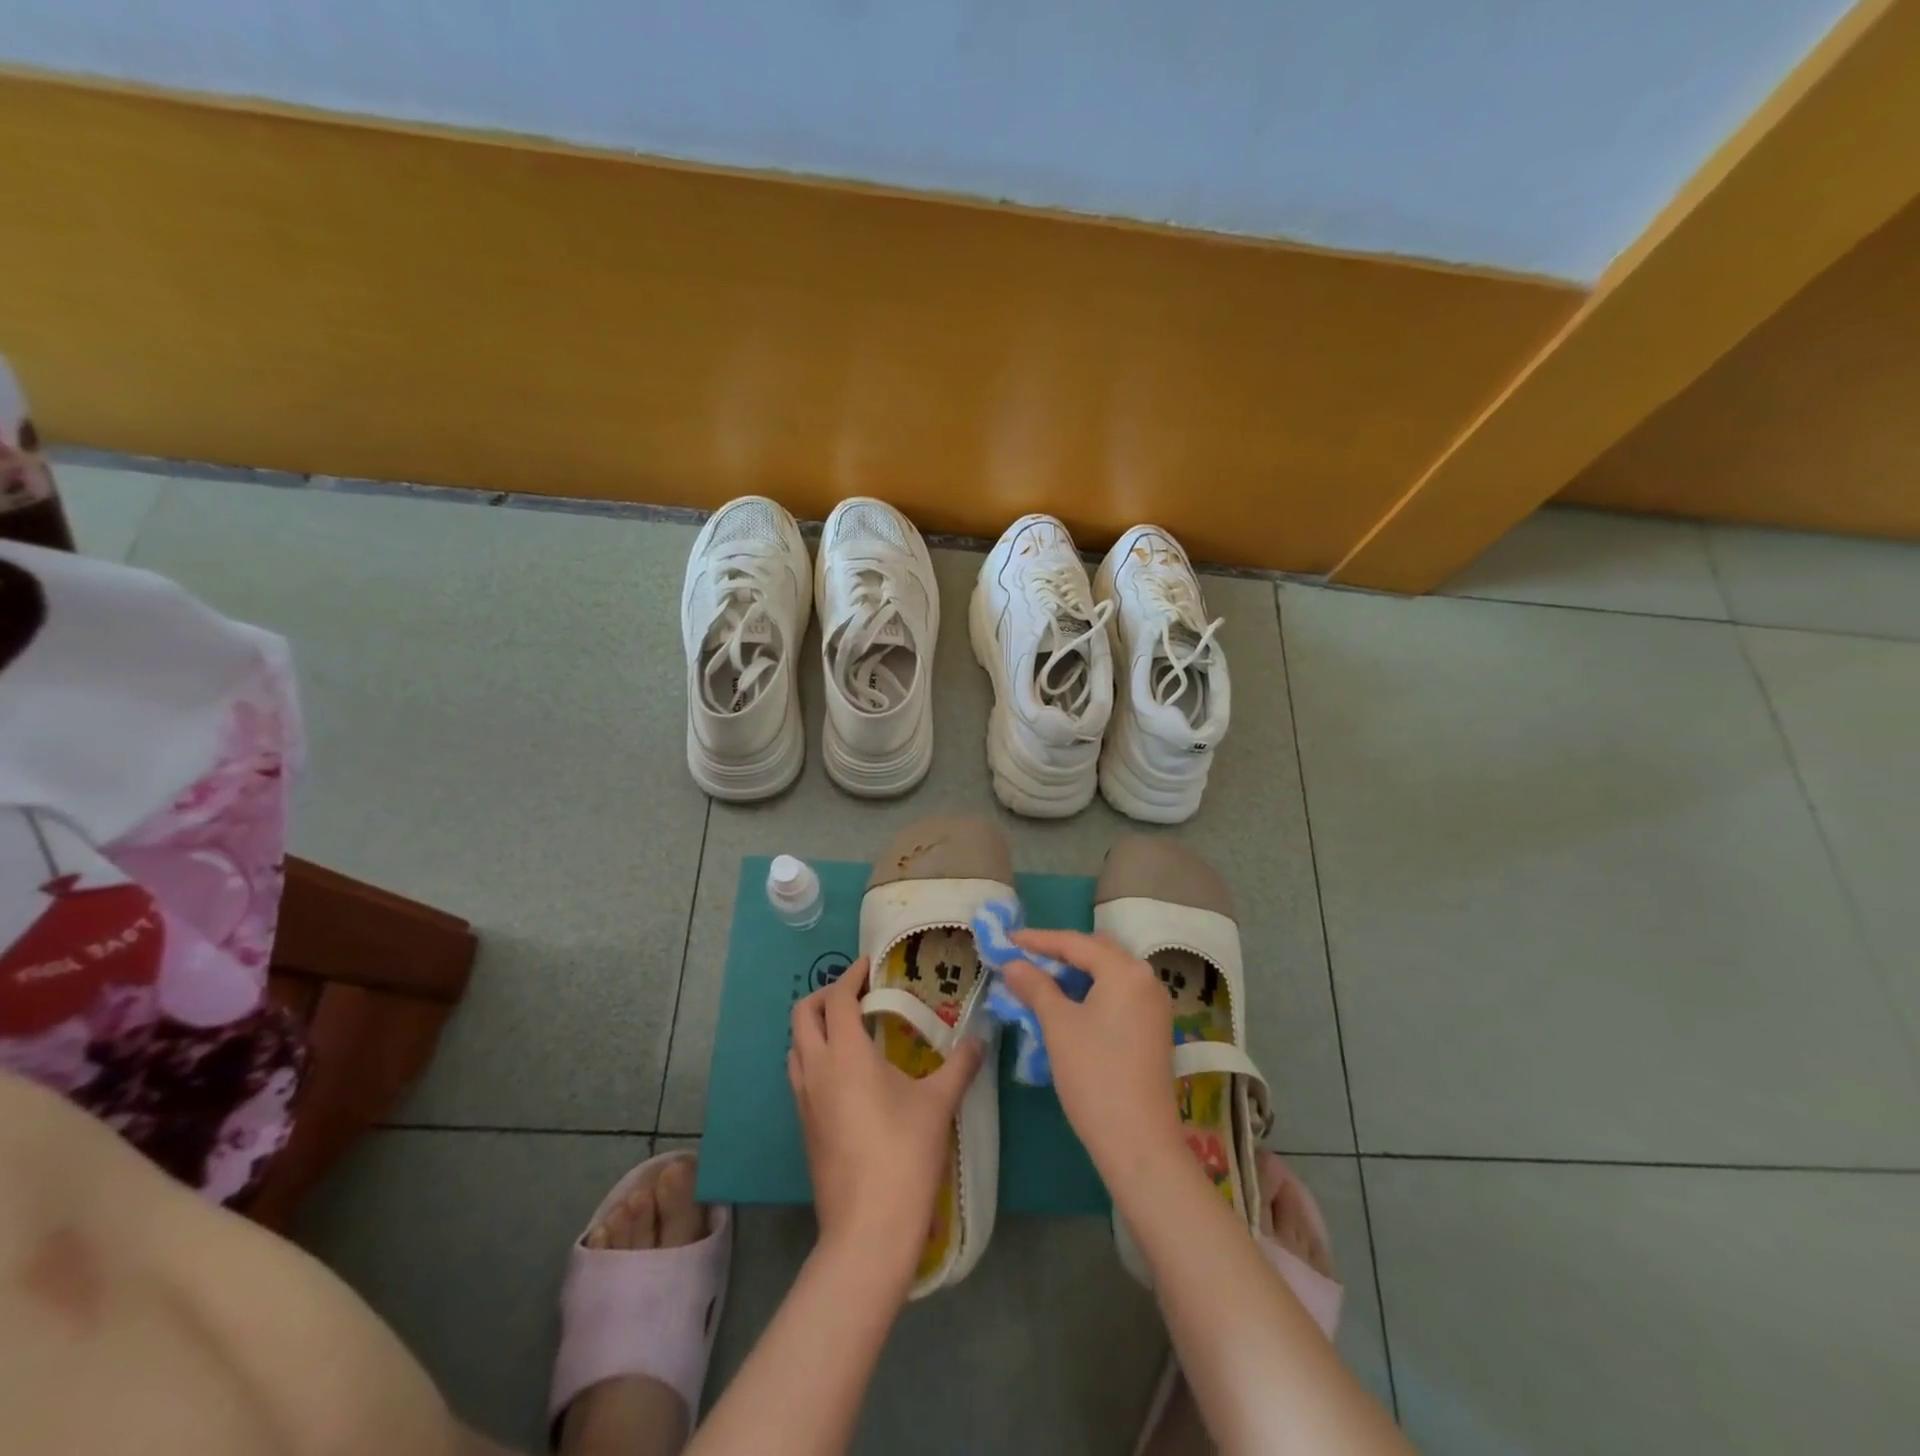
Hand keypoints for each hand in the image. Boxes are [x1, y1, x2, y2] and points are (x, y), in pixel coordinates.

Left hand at [787, 957, 984, 1279]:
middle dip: (825, 995)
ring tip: (851, 1029)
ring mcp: (804, 1101)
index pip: (837, 998)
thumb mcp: (939, 1104)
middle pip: (802, 1015)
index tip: (871, 966)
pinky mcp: (804, 1127)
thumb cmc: (904, 1155)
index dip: (852, 975)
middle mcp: (816, 1069)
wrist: (868, 1229)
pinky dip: (815, 1057)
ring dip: (815, 1027)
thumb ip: (961, 1065)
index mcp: (845, 1054)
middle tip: (857, 993)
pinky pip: (800, 1075)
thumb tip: (982, 1039)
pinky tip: (847, 1074)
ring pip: (796, 1046)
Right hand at [1003, 929, 1183, 1179]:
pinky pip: (1117, 995)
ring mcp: (1154, 1006)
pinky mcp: (1153, 1029)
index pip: (1075, 942)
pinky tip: (1067, 1005)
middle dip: (1059, 953)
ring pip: (1108, 974)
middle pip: (1096, 952)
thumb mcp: (1058, 1025)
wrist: (1138, 1142)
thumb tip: (1013, 963)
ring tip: (1039, 981)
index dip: (1038, 940)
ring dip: (1074, 974)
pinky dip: (1091, 992)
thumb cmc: (1094, 1075)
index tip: (1007, 939)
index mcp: (1125, 971)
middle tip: (1024, 958)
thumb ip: (1035, 986)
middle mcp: (1146, 979)